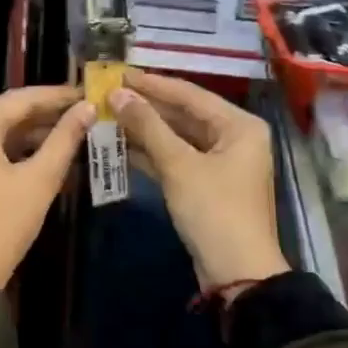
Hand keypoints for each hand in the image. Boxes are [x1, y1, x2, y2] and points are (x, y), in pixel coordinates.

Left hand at [0, 85, 95, 288]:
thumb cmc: (2, 222)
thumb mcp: (40, 178)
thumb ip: (65, 139)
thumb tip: (88, 109)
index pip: (22, 98)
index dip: (58, 96)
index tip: (90, 94)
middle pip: (11, 112)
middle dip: (49, 114)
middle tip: (88, 112)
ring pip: (3, 131)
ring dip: (37, 133)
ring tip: (77, 132)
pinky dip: (21, 150)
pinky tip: (52, 154)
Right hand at [109, 69, 289, 290]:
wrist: (237, 274)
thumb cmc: (214, 211)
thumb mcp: (179, 165)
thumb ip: (148, 125)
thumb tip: (117, 94)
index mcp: (239, 125)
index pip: (189, 94)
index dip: (152, 84)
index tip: (118, 73)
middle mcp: (234, 137)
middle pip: (183, 114)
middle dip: (146, 107)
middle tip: (108, 94)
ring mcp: (220, 162)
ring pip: (177, 137)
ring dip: (145, 129)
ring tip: (108, 116)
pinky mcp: (206, 184)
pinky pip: (176, 158)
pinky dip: (151, 152)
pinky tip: (120, 145)